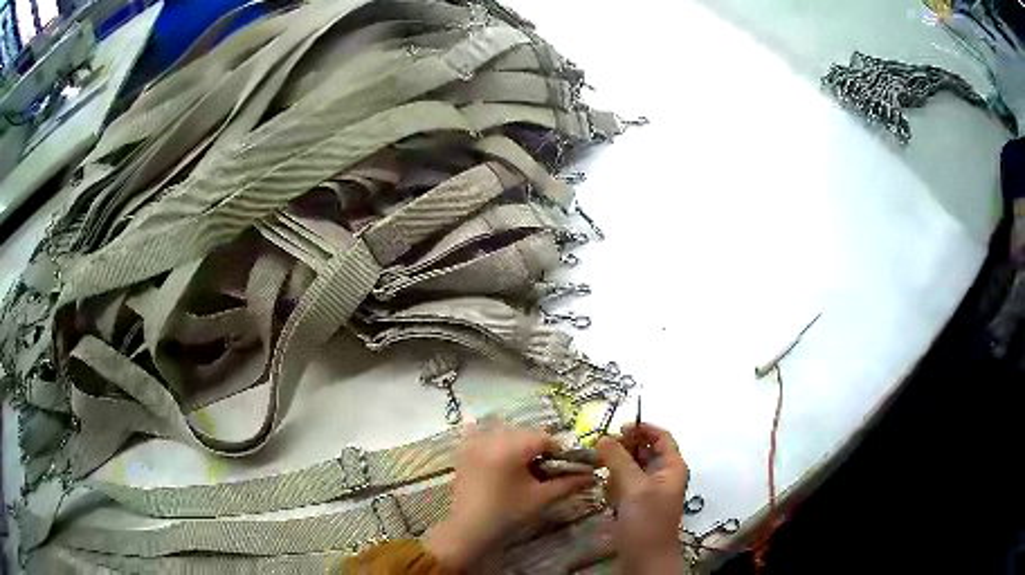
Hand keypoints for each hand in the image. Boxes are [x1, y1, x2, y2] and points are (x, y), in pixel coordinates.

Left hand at [426, 424, 594, 571]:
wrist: (469, 530)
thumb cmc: (507, 514)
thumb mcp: (541, 498)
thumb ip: (568, 484)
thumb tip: (592, 475)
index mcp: (510, 448)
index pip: (544, 438)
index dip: (559, 450)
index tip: (567, 465)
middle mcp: (491, 438)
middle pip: (524, 433)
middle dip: (539, 447)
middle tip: (548, 468)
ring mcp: (474, 443)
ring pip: (505, 433)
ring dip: (519, 443)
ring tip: (526, 466)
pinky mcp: (464, 451)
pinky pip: (480, 434)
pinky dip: (492, 438)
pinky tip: (500, 452)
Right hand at [596, 422, 687, 574]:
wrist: (645, 558)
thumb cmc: (646, 520)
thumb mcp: (633, 486)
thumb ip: (618, 459)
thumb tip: (602, 436)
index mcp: (672, 466)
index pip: (661, 436)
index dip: (643, 428)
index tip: (618, 427)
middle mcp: (663, 475)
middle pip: (645, 450)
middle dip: (624, 447)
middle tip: (602, 448)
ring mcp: (650, 490)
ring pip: (633, 468)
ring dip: (617, 466)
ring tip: (602, 470)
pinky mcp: (637, 504)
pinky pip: (625, 485)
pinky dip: (615, 483)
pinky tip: (607, 492)